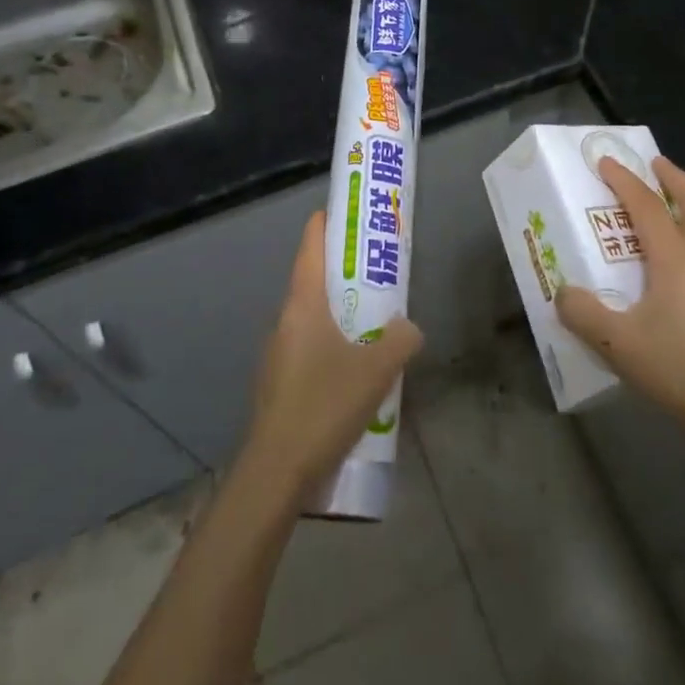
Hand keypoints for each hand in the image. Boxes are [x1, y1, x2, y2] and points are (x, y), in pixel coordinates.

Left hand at [242, 211, 422, 502]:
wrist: (275, 471)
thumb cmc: (324, 405)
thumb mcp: (377, 370)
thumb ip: (400, 340)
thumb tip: (408, 328)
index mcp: (303, 305)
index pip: (310, 247)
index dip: (325, 224)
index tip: (345, 213)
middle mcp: (285, 321)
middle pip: (312, 281)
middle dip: (342, 271)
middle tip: (376, 271)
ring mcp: (277, 353)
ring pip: (311, 318)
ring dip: (338, 312)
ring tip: (372, 323)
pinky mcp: (278, 382)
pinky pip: (307, 347)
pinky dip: (330, 343)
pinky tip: (353, 370)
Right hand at [558, 156, 684, 489]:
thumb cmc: (681, 372)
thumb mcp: (618, 345)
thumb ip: (583, 314)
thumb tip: (563, 293)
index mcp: (675, 261)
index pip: (647, 206)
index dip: (624, 180)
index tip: (605, 161)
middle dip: (674, 177)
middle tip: (655, 164)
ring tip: (677, 209)